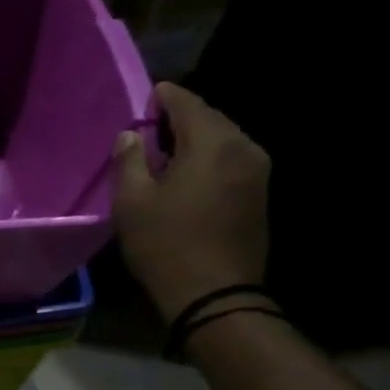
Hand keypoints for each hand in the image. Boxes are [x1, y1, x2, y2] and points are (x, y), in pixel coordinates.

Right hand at [112, 82, 271, 320]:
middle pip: (212, 119)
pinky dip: (210, 159)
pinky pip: (232, 161)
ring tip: (168, 149)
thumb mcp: (132, 202)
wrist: (214, 293)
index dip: (166, 97)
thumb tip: (130, 135)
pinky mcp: (260, 195)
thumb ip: (130, 161)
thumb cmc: (165, 244)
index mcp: (212, 144)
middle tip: (153, 124)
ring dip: (197, 140)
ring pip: (224, 141)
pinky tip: (189, 174)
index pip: (189, 104)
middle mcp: (243, 148)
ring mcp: (257, 172)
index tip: (148, 95)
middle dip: (183, 117)